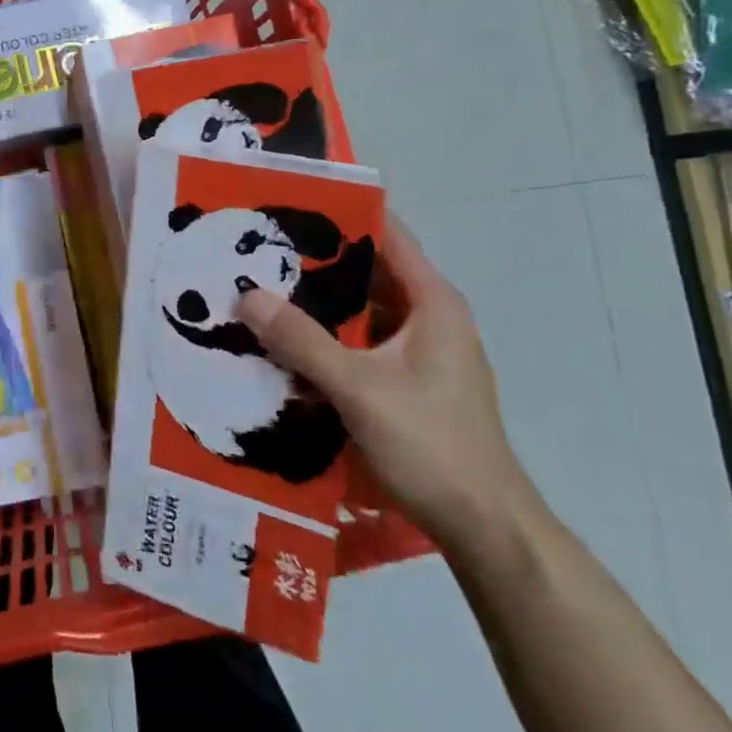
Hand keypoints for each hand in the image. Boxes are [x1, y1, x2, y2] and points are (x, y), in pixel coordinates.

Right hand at [238, 214, 536, 550]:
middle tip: (256, 247)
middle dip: (314, 261)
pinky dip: (325, 339)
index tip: (289, 201)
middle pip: (367, 272)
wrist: (486, 529)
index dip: (342, 213)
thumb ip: (302, 340)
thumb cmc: (432, 444)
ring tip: (259, 289)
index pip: (388, 235)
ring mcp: (419, 354)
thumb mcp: (358, 388)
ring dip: (316, 304)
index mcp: (432, 303)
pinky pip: (358, 344)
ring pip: (360, 312)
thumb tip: (246, 295)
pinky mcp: (407, 383)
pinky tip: (283, 343)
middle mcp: (429, 319)